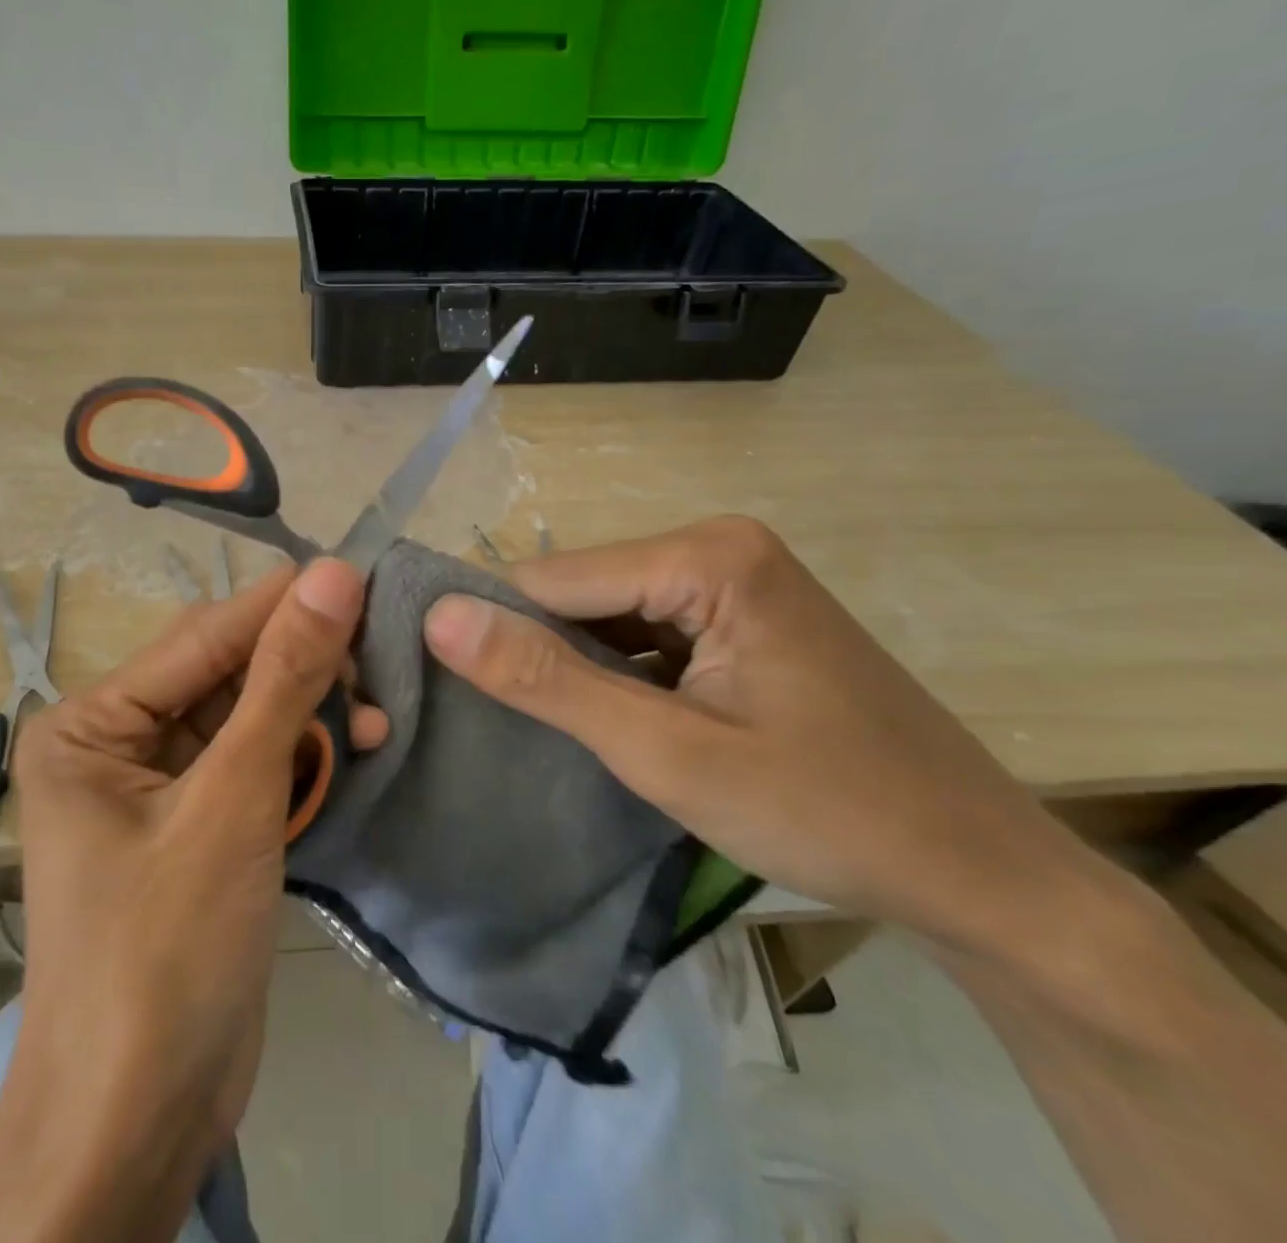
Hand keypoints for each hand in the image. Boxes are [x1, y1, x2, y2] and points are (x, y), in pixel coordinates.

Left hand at [0, 560, 370, 1242]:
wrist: (138, 1124)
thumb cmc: (167, 951)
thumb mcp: (234, 801)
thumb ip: (284, 681)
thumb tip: (334, 575)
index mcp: (92, 723)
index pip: (202, 637)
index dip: (282, 604)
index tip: (360, 573)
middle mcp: (117, 743)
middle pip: (226, 674)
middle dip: (303, 668)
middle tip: (379, 660)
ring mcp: (158, 788)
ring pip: (249, 719)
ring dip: (311, 716)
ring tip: (376, 720)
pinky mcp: (197, 827)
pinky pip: (254, 766)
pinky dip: (302, 759)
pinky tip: (353, 753)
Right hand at [422, 517, 1093, 955]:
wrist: (981, 874)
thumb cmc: (827, 812)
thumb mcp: (666, 752)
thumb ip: (546, 680)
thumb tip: (440, 617)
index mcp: (705, 556)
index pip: (551, 578)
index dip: (496, 632)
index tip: (450, 689)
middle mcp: (717, 547)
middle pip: (581, 592)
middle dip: (540, 654)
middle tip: (506, 727)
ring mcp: (734, 582)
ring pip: (607, 615)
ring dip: (576, 670)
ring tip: (547, 731)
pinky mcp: (740, 619)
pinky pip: (645, 633)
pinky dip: (615, 676)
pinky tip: (607, 722)